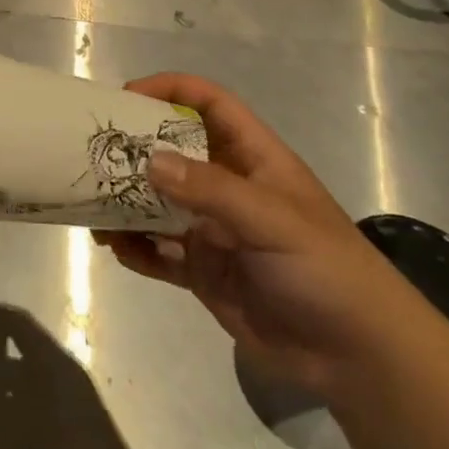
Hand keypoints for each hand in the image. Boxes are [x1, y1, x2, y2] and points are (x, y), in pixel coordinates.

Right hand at [97, 73, 424, 400]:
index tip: (124, 98)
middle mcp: (228, 187)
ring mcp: (212, 230)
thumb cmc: (326, 270)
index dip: (169, 91)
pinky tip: (118, 251)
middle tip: (91, 154)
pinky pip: (158, 252)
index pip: (208, 104)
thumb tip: (148, 161)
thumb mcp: (272, 221)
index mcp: (253, 159)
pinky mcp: (204, 271)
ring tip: (93, 210)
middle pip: (172, 151)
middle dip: (133, 150)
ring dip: (125, 203)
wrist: (358, 358)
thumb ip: (210, 190)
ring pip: (157, 203)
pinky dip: (136, 249)